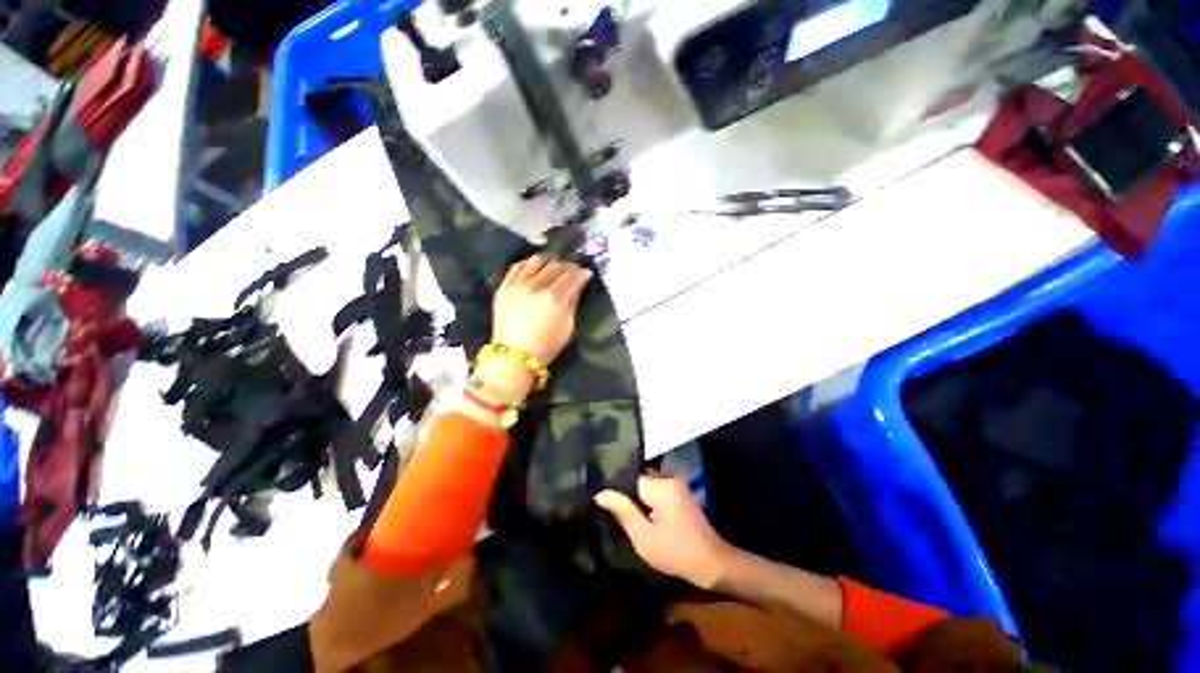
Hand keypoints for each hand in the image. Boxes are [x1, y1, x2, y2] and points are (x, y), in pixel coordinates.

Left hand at [491, 254, 592, 367]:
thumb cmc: (545, 347)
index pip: (573, 275)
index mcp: (555, 298)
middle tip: (571, 272)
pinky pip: (517, 266)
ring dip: (548, 262)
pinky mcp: (504, 287)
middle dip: (567, 267)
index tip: (585, 274)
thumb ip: (572, 302)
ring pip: (537, 260)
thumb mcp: (567, 327)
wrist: (513, 357)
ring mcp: (518, 285)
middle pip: (556, 265)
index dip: (582, 272)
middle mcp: (537, 286)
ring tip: (552, 268)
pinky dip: (528, 264)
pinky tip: (533, 269)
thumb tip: (576, 285)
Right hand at [595, 474, 732, 589]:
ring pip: (645, 489)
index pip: (627, 477)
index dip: (611, 490)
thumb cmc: (675, 552)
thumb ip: (622, 511)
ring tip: (613, 514)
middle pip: (637, 481)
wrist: (710, 563)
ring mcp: (678, 489)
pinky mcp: (680, 500)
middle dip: (622, 494)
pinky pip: (655, 495)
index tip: (595, 501)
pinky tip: (633, 518)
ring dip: (633, 501)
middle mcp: (672, 480)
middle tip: (602, 510)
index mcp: (663, 485)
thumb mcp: (642, 535)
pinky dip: (644, 505)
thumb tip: (600, 492)